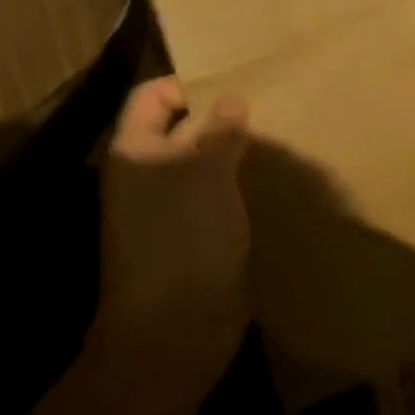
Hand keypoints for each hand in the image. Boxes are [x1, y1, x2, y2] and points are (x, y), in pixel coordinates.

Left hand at [98, 77, 250, 361]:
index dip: (188, 84)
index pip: (153, 96)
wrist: (176, 330)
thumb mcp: (204, 173)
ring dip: (238, 151)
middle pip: (184, 127)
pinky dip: (243, 182)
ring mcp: (172, 207)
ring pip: (206, 162)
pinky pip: (221, 193)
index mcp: (135, 153)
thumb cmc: (184, 239)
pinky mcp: (198, 233)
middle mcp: (149, 174)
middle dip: (223, 116)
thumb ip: (219, 131)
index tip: (235, 84)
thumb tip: (231, 101)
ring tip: (279, 137)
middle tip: (269, 106)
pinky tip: (276, 176)